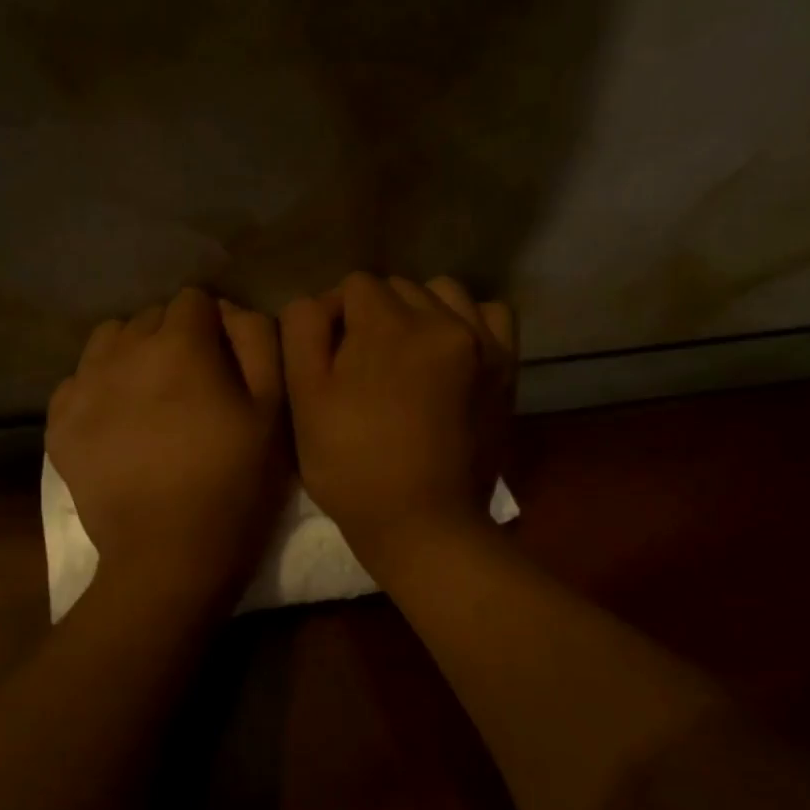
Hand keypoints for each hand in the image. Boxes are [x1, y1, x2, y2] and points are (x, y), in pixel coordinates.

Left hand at [48, 288, 287, 610]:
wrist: (168, 556)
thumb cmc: (234, 485)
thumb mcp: (273, 411)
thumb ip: (257, 341)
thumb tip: (228, 310)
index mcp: (179, 344)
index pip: (194, 300)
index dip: (213, 327)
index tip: (222, 361)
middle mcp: (123, 351)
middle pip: (149, 318)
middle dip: (172, 338)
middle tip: (190, 386)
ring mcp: (83, 386)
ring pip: (108, 341)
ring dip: (131, 354)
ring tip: (148, 396)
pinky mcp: (59, 422)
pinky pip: (77, 380)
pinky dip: (98, 389)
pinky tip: (116, 423)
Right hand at [281, 273, 516, 576]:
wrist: (423, 523)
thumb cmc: (352, 467)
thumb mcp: (305, 400)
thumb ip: (303, 332)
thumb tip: (320, 302)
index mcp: (388, 325)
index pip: (354, 286)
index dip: (334, 317)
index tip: (329, 358)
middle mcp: (442, 319)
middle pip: (397, 289)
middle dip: (374, 316)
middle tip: (362, 366)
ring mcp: (481, 341)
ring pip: (441, 294)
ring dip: (418, 313)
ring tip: (406, 356)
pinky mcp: (506, 366)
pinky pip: (488, 314)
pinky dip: (466, 322)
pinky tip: (449, 351)